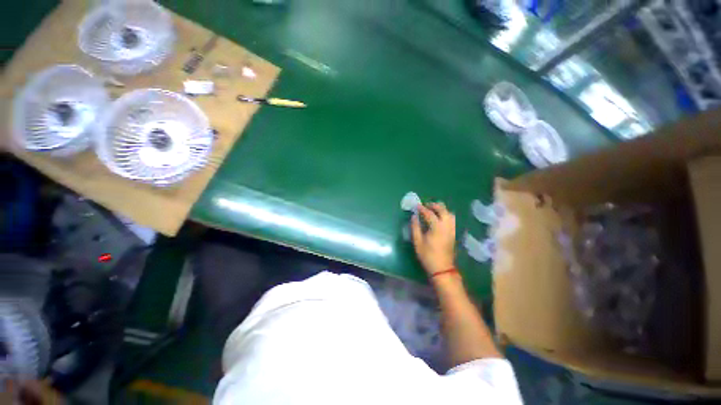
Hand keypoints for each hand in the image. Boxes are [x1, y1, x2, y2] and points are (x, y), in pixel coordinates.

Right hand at [411, 202, 455, 275]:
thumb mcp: (418, 242)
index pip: (429, 214)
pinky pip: (452, 220)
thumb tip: (414, 217)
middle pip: (443, 210)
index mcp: (437, 228)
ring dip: (442, 209)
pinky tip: (439, 218)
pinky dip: (446, 215)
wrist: (442, 268)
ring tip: (433, 210)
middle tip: (426, 205)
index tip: (417, 206)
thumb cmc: (427, 255)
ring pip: (450, 214)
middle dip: (434, 205)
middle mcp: (446, 226)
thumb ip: (415, 227)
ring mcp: (452, 230)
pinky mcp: (454, 233)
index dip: (422, 209)